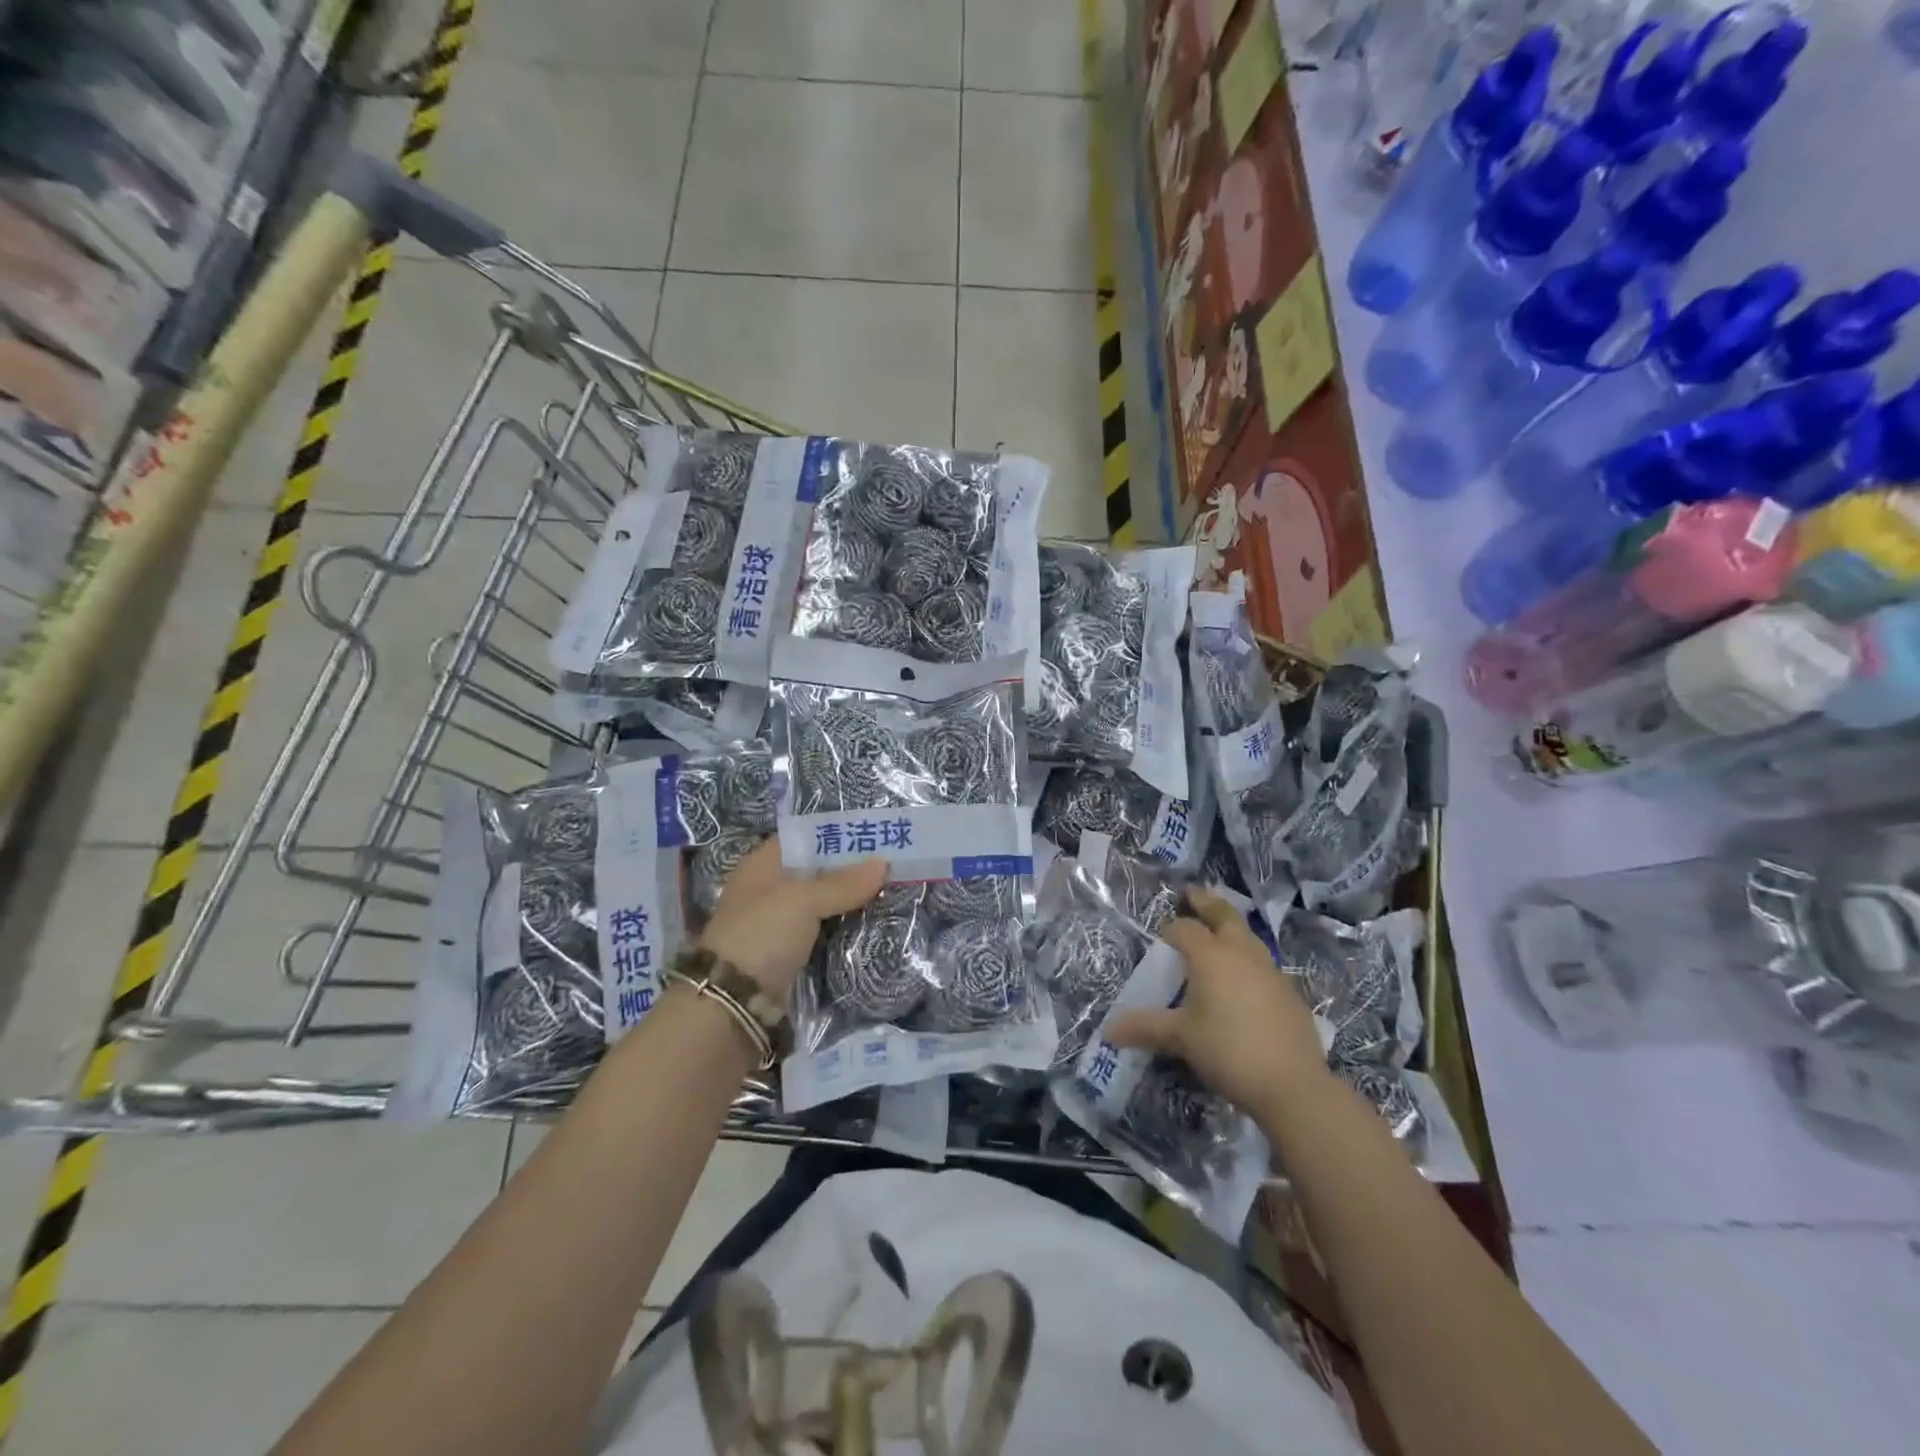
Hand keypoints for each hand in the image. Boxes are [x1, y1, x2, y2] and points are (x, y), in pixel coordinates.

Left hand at [699, 839, 886, 994]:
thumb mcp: (803, 901)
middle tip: (891, 866)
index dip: (835, 835)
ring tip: (889, 892)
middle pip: (815, 872)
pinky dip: (841, 928)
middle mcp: (768, 890)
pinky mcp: (787, 954)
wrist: (732, 1003)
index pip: (803, 839)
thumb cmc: (762, 935)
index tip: (873, 836)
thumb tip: (882, 863)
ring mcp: (776, 924)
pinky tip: (870, 924)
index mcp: (762, 865)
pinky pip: (821, 932)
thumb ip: (842, 883)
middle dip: (849, 871)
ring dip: (848, 902)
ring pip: (820, 904)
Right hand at [1106, 887, 1329, 1113]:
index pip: (1184, 929)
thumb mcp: (1180, 1038)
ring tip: (1220, 931)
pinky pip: (1264, 964)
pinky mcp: (1290, 993)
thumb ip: (1145, 1028)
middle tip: (1193, 894)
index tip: (1161, 937)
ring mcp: (1271, 971)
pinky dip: (1249, 960)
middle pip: (1224, 915)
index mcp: (1211, 955)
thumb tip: (1109, 1030)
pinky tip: (1244, 980)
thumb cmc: (1227, 1050)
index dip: (1170, 930)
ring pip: (1248, 937)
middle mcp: (1242, 953)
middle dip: (1207, 903)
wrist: (1293, 1085)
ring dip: (1231, 928)